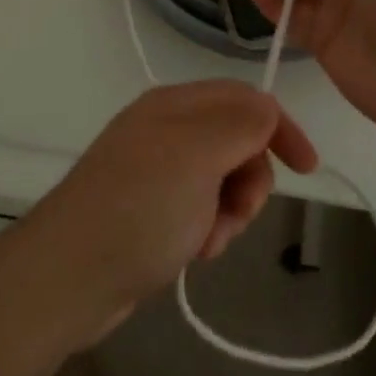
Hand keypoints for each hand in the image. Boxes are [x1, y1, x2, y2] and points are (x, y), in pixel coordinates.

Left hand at [25, 82, 317, 342]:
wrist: (69, 276)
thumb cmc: (140, 206)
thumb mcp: (199, 155)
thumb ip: (241, 124)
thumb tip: (267, 110)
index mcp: (176, 104)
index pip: (245, 99)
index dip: (279, 128)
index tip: (307, 170)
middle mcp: (166, 129)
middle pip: (237, 140)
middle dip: (250, 179)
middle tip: (238, 211)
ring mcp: (156, 170)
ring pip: (222, 179)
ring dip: (229, 211)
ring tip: (208, 240)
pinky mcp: (149, 209)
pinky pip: (200, 209)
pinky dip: (207, 229)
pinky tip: (194, 252)